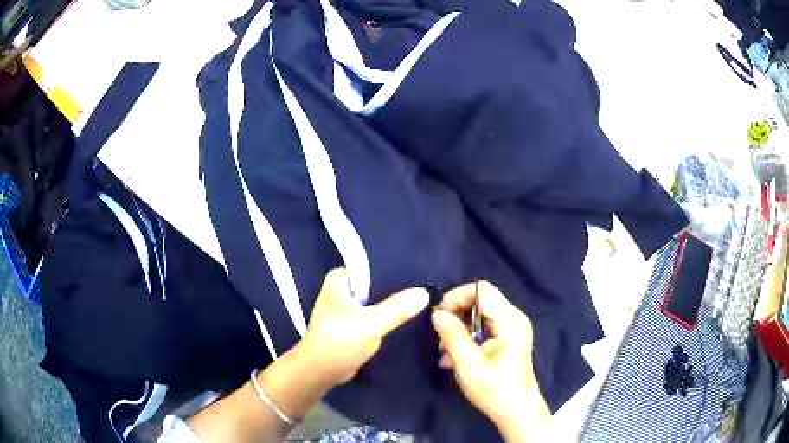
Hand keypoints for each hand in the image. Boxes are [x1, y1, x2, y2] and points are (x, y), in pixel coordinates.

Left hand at [302, 268, 429, 387]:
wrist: (321, 372)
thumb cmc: (340, 341)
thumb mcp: (371, 323)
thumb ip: (398, 307)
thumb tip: (425, 292)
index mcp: (339, 279)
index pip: (373, 267)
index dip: (396, 271)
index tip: (420, 275)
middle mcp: (342, 289)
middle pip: (376, 285)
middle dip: (397, 290)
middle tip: (426, 289)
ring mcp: (347, 308)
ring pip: (377, 302)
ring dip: (394, 306)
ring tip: (422, 302)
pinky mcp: (352, 324)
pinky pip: (374, 315)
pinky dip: (387, 318)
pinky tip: (408, 319)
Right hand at [432, 281, 548, 441]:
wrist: (516, 412)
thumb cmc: (495, 389)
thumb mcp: (468, 364)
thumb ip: (452, 335)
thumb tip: (437, 314)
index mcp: (510, 320)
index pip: (482, 289)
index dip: (457, 296)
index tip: (438, 315)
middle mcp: (513, 319)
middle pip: (480, 301)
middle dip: (456, 315)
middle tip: (439, 335)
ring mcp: (511, 331)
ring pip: (479, 316)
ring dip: (459, 330)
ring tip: (443, 352)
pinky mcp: (507, 342)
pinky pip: (483, 330)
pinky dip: (467, 339)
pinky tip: (452, 359)